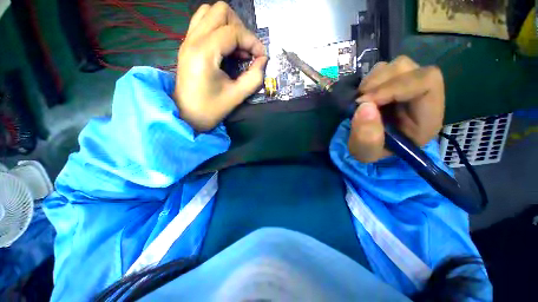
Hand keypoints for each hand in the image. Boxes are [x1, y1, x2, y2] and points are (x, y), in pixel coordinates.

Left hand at [174, 2, 267, 131]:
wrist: (187, 115)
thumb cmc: (210, 109)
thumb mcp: (236, 96)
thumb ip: (254, 77)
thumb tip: (263, 60)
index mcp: (204, 53)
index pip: (233, 32)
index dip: (252, 41)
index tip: (261, 57)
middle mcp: (193, 40)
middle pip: (220, 10)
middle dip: (240, 28)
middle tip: (247, 51)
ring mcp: (187, 40)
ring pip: (209, 12)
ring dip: (228, 25)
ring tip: (236, 48)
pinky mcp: (187, 45)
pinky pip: (202, 22)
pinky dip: (218, 29)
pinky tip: (225, 48)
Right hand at [349, 56, 444, 162]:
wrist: (369, 144)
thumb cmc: (373, 151)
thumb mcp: (366, 153)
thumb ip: (366, 137)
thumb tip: (364, 107)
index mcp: (426, 118)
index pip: (427, 84)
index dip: (395, 87)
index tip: (366, 102)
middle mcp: (422, 97)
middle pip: (411, 69)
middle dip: (380, 83)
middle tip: (360, 101)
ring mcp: (408, 87)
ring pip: (397, 65)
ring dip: (373, 81)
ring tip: (361, 100)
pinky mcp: (394, 84)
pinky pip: (384, 69)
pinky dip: (369, 80)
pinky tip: (363, 96)